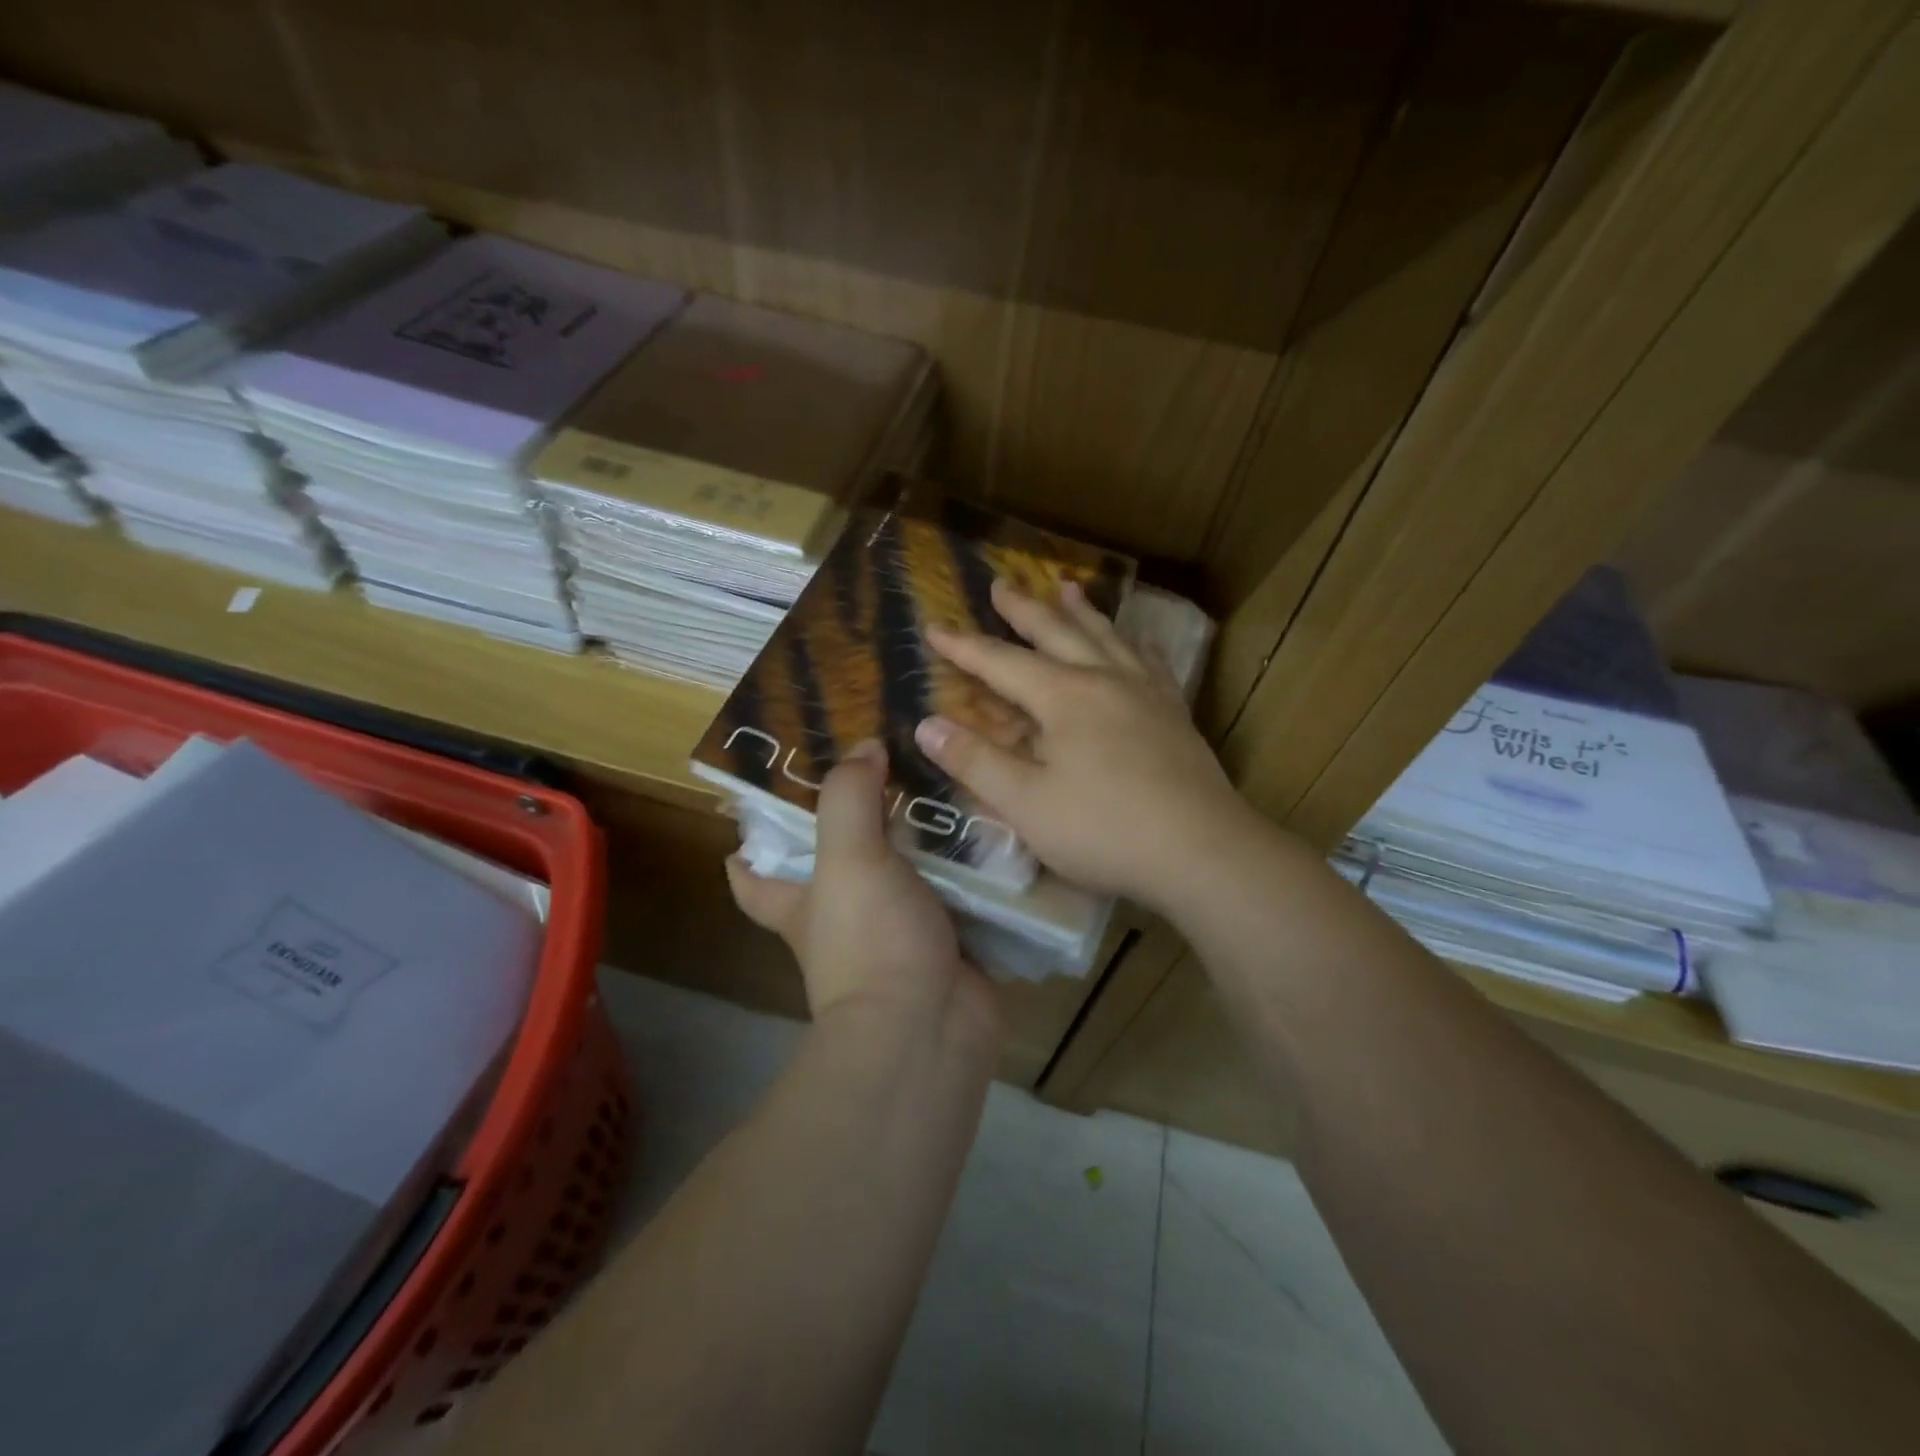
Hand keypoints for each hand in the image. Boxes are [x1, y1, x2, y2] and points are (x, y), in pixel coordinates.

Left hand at [726, 739, 1000, 1038]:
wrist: (931, 1027)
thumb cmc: (871, 940)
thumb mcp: (848, 858)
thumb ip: (849, 797)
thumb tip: (864, 747)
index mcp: (801, 902)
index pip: (753, 876)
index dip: (747, 847)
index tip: (759, 805)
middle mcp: (843, 918)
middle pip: (837, 863)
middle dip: (855, 822)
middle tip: (883, 766)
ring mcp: (897, 932)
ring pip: (904, 874)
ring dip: (923, 840)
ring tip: (947, 783)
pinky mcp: (946, 942)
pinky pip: (957, 894)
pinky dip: (970, 869)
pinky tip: (991, 829)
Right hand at [915, 579, 1256, 913]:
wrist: (1202, 850)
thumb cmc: (1103, 831)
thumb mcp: (1025, 804)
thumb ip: (975, 762)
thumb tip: (926, 725)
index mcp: (1063, 698)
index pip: (1001, 662)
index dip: (964, 646)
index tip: (933, 626)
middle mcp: (1104, 680)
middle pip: (1057, 633)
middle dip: (1024, 609)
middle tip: (1002, 582)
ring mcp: (1146, 693)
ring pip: (1107, 638)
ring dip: (1081, 612)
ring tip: (1067, 586)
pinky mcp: (1175, 713)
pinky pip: (1152, 663)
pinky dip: (1135, 645)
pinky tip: (1138, 640)